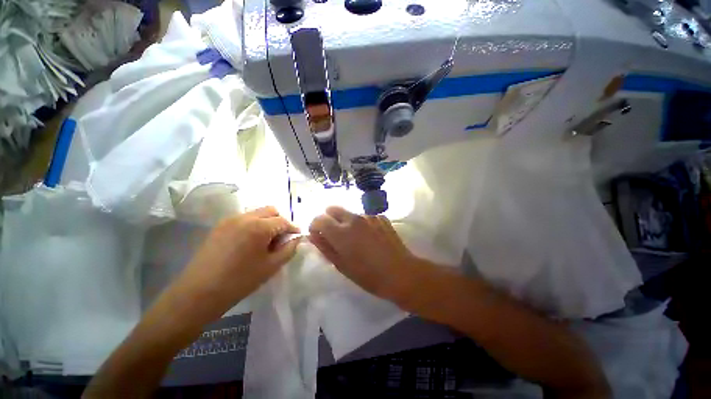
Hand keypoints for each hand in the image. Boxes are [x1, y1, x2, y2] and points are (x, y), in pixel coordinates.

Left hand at [172, 207, 300, 321]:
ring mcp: (230, 220)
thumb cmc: (240, 281)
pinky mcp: (219, 226)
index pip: (283, 221)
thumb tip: (297, 239)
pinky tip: (250, 241)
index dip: (293, 228)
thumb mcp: (271, 266)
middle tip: (282, 237)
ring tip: (266, 240)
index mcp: (259, 227)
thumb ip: (289, 249)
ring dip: (267, 222)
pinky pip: (243, 219)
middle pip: (270, 210)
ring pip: (257, 213)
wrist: (198, 293)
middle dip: (280, 221)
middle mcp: (245, 217)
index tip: (297, 236)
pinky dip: (253, 224)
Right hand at [309, 206, 417, 299]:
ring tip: (356, 238)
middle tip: (334, 234)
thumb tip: (313, 235)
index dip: (315, 226)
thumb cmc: (369, 275)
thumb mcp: (342, 265)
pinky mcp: (380, 217)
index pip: (319, 219)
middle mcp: (353, 219)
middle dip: (328, 219)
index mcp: (341, 232)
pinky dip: (361, 223)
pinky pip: (364, 216)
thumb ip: (325, 247)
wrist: (401, 272)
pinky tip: (370, 237)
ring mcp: (369, 216)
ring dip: (346, 222)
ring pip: (349, 213)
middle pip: (333, 209)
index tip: (318, 235)